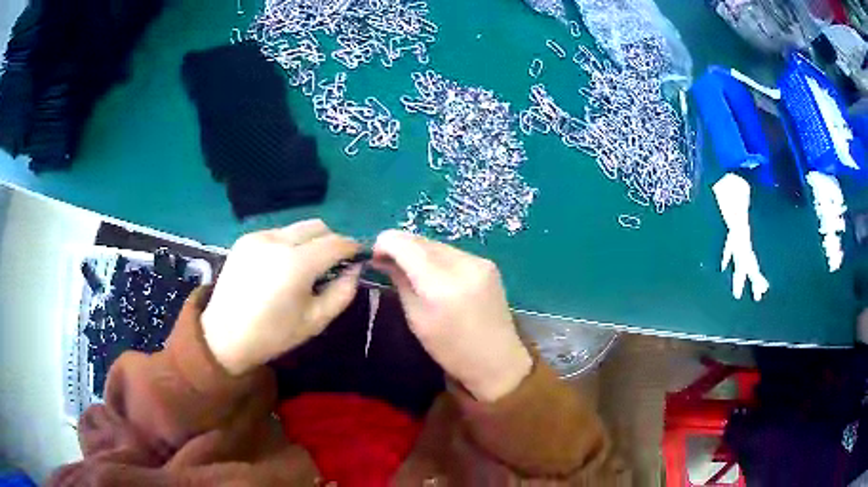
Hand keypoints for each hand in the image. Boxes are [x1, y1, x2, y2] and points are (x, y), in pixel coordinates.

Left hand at [202, 220, 361, 374]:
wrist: (225, 336)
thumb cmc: (273, 335)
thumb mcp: (316, 321)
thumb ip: (343, 292)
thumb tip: (354, 269)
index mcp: (297, 264)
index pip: (336, 243)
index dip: (352, 248)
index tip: (359, 258)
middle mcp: (278, 241)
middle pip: (318, 226)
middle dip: (331, 241)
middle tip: (332, 265)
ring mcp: (259, 237)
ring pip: (297, 228)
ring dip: (309, 242)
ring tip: (304, 268)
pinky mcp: (245, 239)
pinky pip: (278, 233)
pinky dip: (288, 244)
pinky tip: (280, 267)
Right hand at [373, 230, 531, 402]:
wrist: (497, 360)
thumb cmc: (451, 350)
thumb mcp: (417, 319)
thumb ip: (400, 282)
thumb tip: (384, 259)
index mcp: (441, 286)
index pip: (406, 245)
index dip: (385, 243)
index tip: (374, 255)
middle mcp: (462, 265)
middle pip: (421, 240)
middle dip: (400, 245)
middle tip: (385, 260)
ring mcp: (479, 261)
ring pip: (437, 244)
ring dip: (417, 250)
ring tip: (407, 267)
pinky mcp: (488, 264)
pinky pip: (452, 252)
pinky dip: (436, 257)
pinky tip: (431, 272)